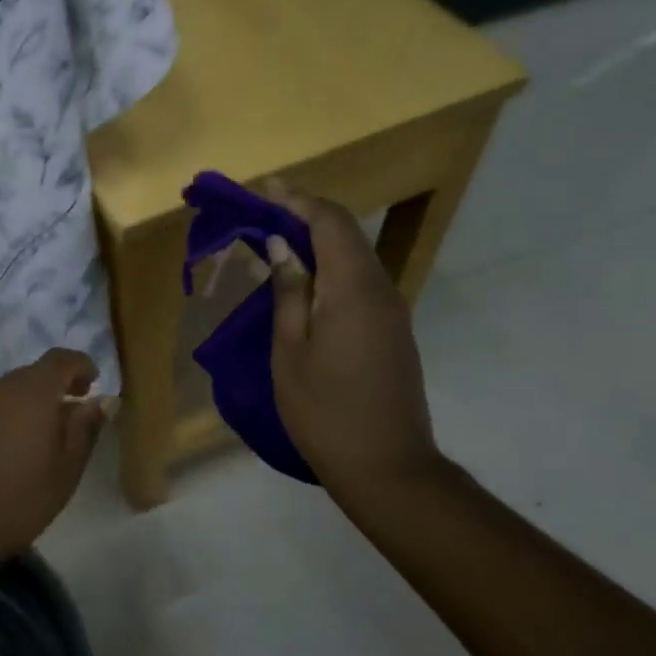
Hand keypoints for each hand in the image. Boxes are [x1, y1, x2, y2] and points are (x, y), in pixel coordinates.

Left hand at [0, 348, 111, 563]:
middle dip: (55, 388)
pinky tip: (8, 451)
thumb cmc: (15, 501)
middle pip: (33, 374)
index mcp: (31, 392)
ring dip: (28, 405)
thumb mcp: (64, 471)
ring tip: (42, 439)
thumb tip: (104, 400)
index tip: (93, 385)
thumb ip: (85, 430)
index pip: (61, 359)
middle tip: (71, 417)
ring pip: (8, 392)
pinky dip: (5, 419)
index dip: (81, 366)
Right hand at [265, 181, 444, 515]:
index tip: (264, 189)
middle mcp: (380, 290)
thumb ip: (288, 293)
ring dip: (317, 242)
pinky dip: (329, 267)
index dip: (297, 200)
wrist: (387, 467)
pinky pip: (359, 281)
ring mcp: (391, 311)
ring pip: (354, 257)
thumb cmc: (325, 411)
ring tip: (275, 242)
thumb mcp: (290, 352)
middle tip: (263, 212)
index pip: (329, 223)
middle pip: (346, 234)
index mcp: (353, 290)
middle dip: (305, 215)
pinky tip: (302, 281)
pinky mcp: (392, 331)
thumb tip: (284, 247)